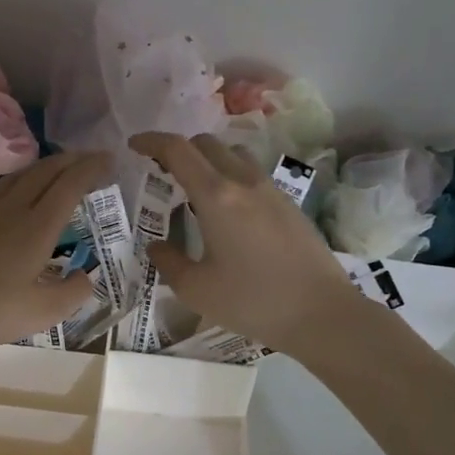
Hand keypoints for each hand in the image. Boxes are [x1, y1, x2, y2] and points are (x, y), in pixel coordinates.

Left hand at [0, 153, 108, 349]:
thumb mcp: (40, 313)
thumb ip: (72, 294)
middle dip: (70, 161)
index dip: (91, 169)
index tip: (108, 159)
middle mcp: (11, 209)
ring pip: (13, 178)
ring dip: (36, 167)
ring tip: (51, 165)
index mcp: (37, 229)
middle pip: (44, 174)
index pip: (70, 187)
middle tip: (87, 157)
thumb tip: (87, 277)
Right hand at [130, 132, 356, 358]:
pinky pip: (252, 175)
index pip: (178, 150)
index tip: (134, 145)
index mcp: (216, 195)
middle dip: (179, 150)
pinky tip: (228, 212)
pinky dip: (231, 177)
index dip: (151, 141)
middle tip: (162, 173)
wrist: (321, 313)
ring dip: (208, 161)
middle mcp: (244, 181)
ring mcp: (271, 190)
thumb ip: (168, 262)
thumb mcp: (196, 289)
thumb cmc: (252, 301)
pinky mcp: (289, 204)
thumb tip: (157, 246)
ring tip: (196, 190)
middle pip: (206, 144)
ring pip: (233, 155)